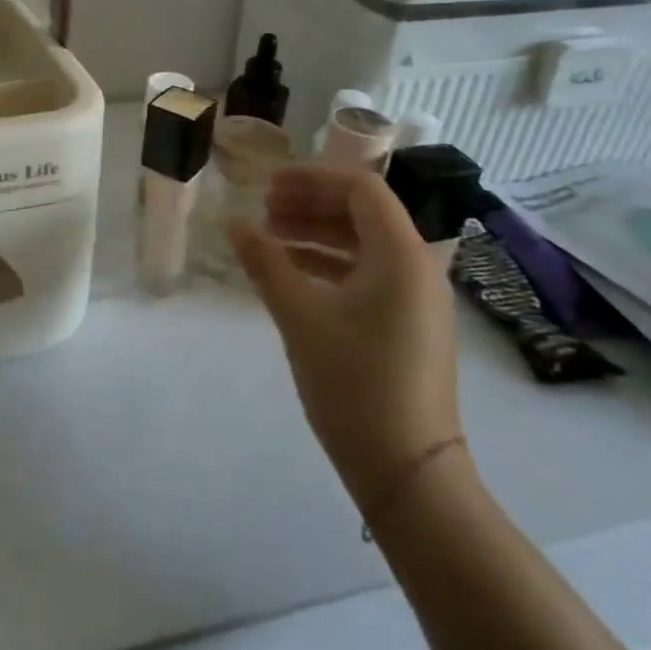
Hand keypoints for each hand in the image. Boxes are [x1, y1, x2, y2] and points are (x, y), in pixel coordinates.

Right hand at [230, 165, 461, 509]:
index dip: (312, 178)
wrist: (408, 471)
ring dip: (318, 233)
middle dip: (311, 203)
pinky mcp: (409, 323)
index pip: (361, 188)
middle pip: (364, 212)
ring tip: (270, 237)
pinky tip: (293, 273)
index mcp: (401, 255)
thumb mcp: (300, 317)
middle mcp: (417, 267)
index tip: (269, 186)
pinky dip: (331, 263)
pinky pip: (370, 273)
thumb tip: (232, 223)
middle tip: (264, 209)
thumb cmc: (353, 384)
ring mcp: (417, 298)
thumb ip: (266, 262)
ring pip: (365, 243)